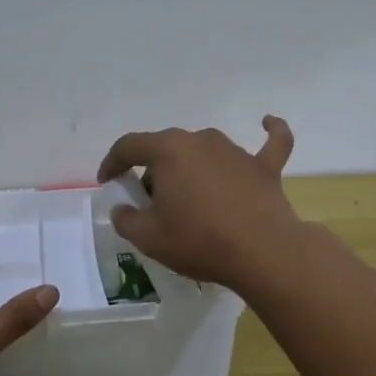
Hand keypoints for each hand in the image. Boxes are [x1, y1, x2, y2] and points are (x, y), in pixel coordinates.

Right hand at [95, 116, 299, 287]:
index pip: (129, 146)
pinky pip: (269, 143)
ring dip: (192, 169)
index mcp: (168, 150)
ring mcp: (236, 151)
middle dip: (154, 172)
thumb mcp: (148, 238)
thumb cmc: (199, 241)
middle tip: (151, 205)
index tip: (107, 182)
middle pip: (167, 149)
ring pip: (204, 151)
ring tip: (190, 200)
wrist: (262, 252)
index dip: (113, 162)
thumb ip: (126, 220)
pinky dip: (268, 132)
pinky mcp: (265, 167)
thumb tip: (123, 209)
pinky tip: (266, 122)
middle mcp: (201, 140)